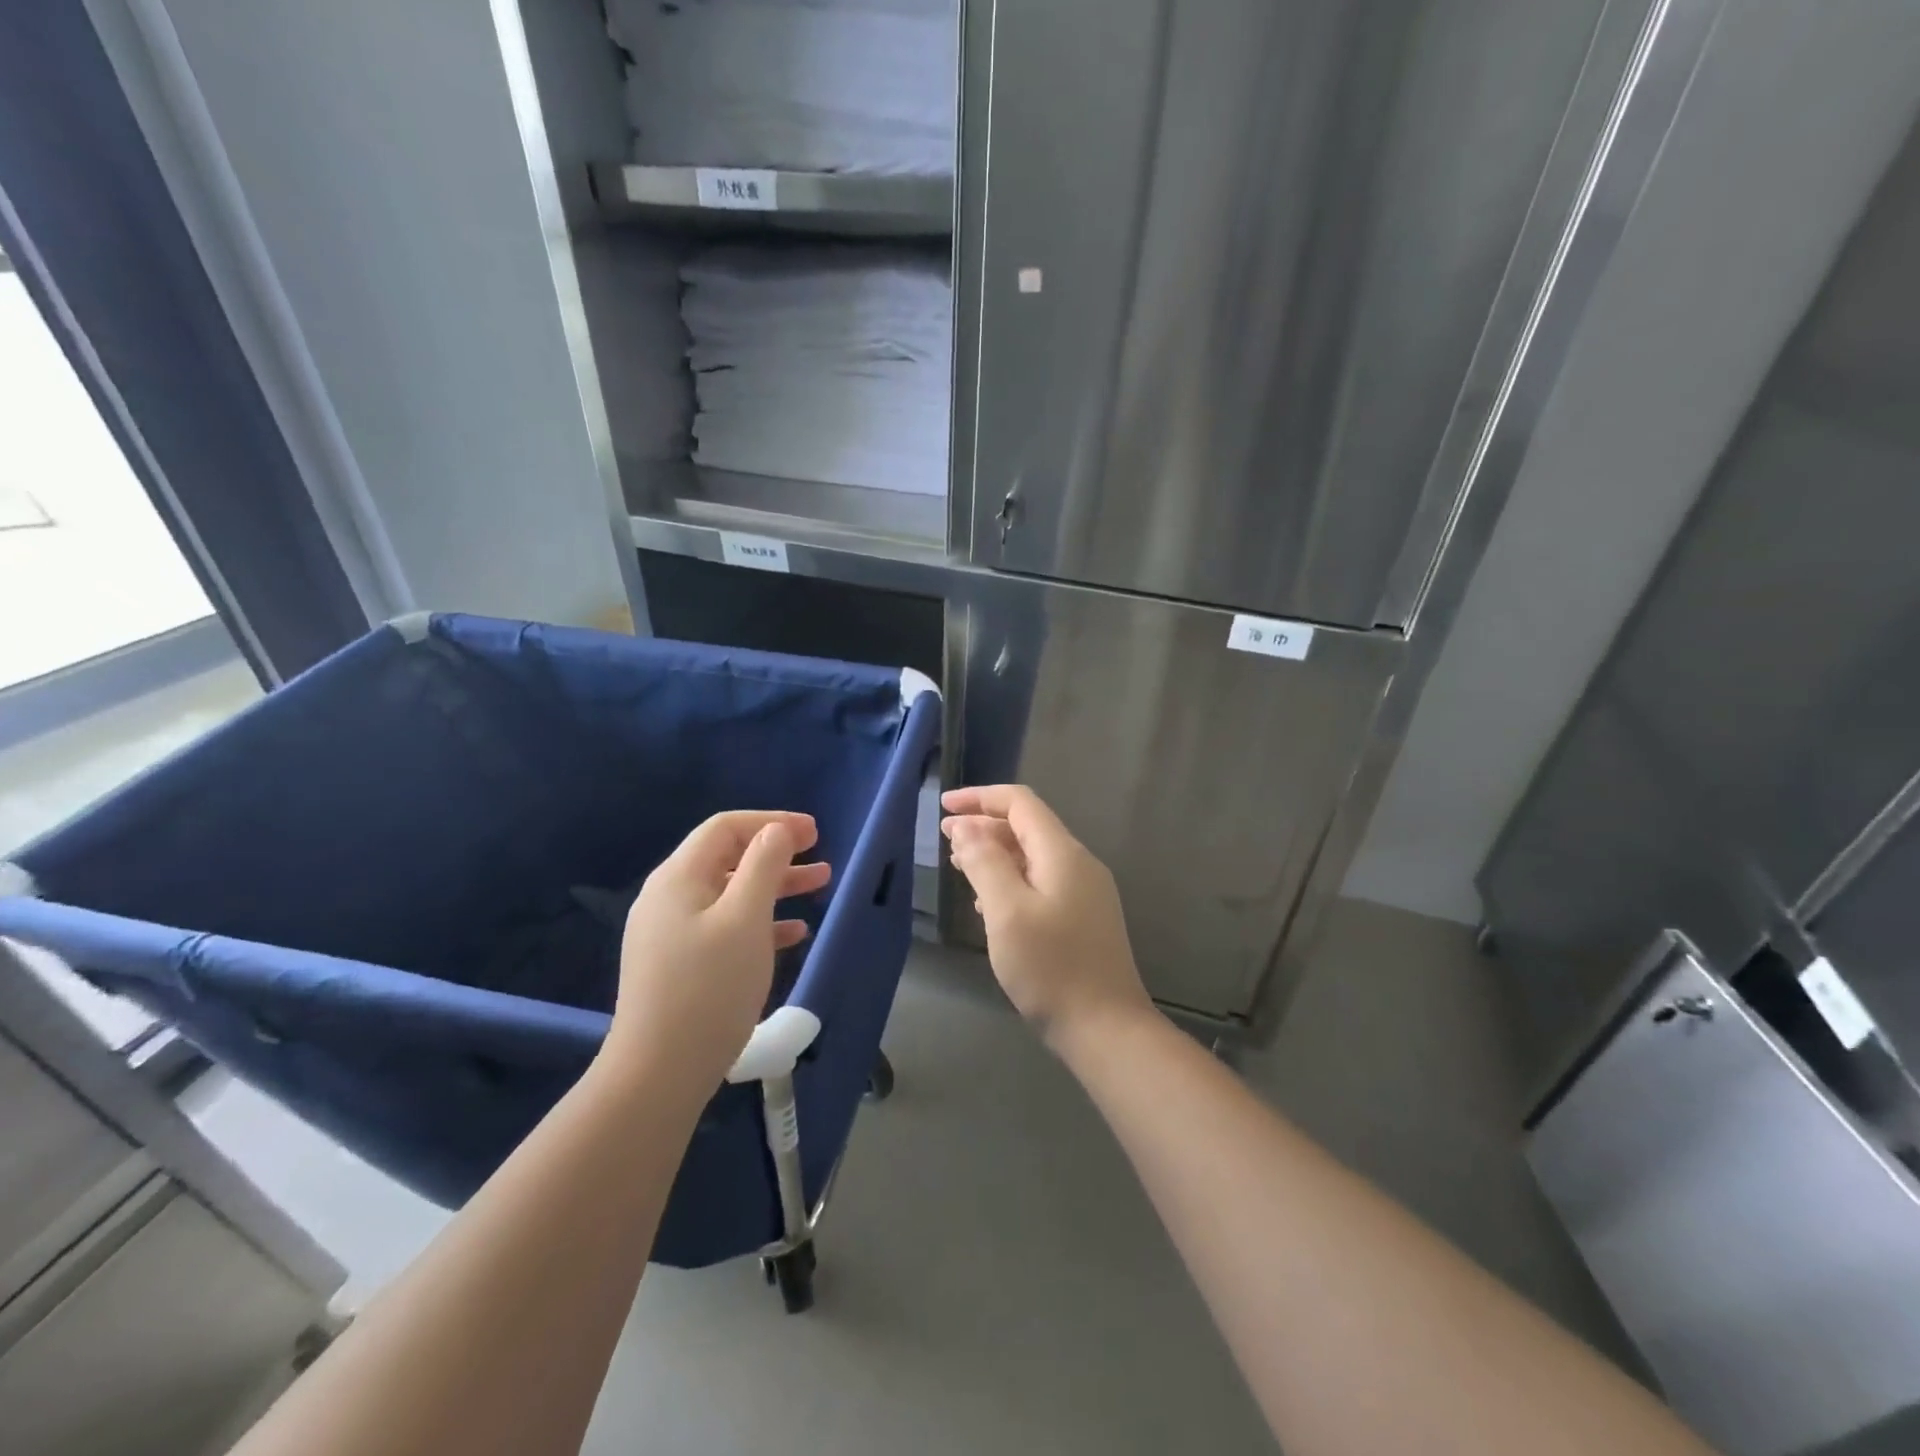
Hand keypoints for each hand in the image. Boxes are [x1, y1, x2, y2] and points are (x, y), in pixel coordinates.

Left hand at [608, 811, 831, 1090]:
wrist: (659, 1073)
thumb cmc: (709, 987)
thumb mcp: (745, 918)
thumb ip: (763, 865)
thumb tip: (776, 831)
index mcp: (678, 878)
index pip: (726, 828)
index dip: (772, 823)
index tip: (814, 832)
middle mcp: (669, 898)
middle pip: (729, 859)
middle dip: (778, 855)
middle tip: (820, 858)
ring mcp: (671, 934)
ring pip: (731, 895)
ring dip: (775, 887)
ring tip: (818, 888)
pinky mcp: (678, 965)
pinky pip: (724, 928)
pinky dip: (760, 922)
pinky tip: (793, 934)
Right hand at [941, 785, 1152, 1056]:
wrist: (1106, 1028)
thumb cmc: (1051, 968)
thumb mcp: (1007, 911)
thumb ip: (985, 862)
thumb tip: (966, 827)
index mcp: (1062, 853)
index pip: (1020, 803)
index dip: (980, 798)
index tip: (943, 807)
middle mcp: (1078, 864)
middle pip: (1027, 827)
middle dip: (984, 826)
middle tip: (945, 840)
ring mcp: (1085, 892)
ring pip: (1033, 856)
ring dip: (995, 853)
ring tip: (960, 865)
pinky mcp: (1083, 917)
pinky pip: (1041, 882)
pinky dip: (1010, 879)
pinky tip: (988, 901)